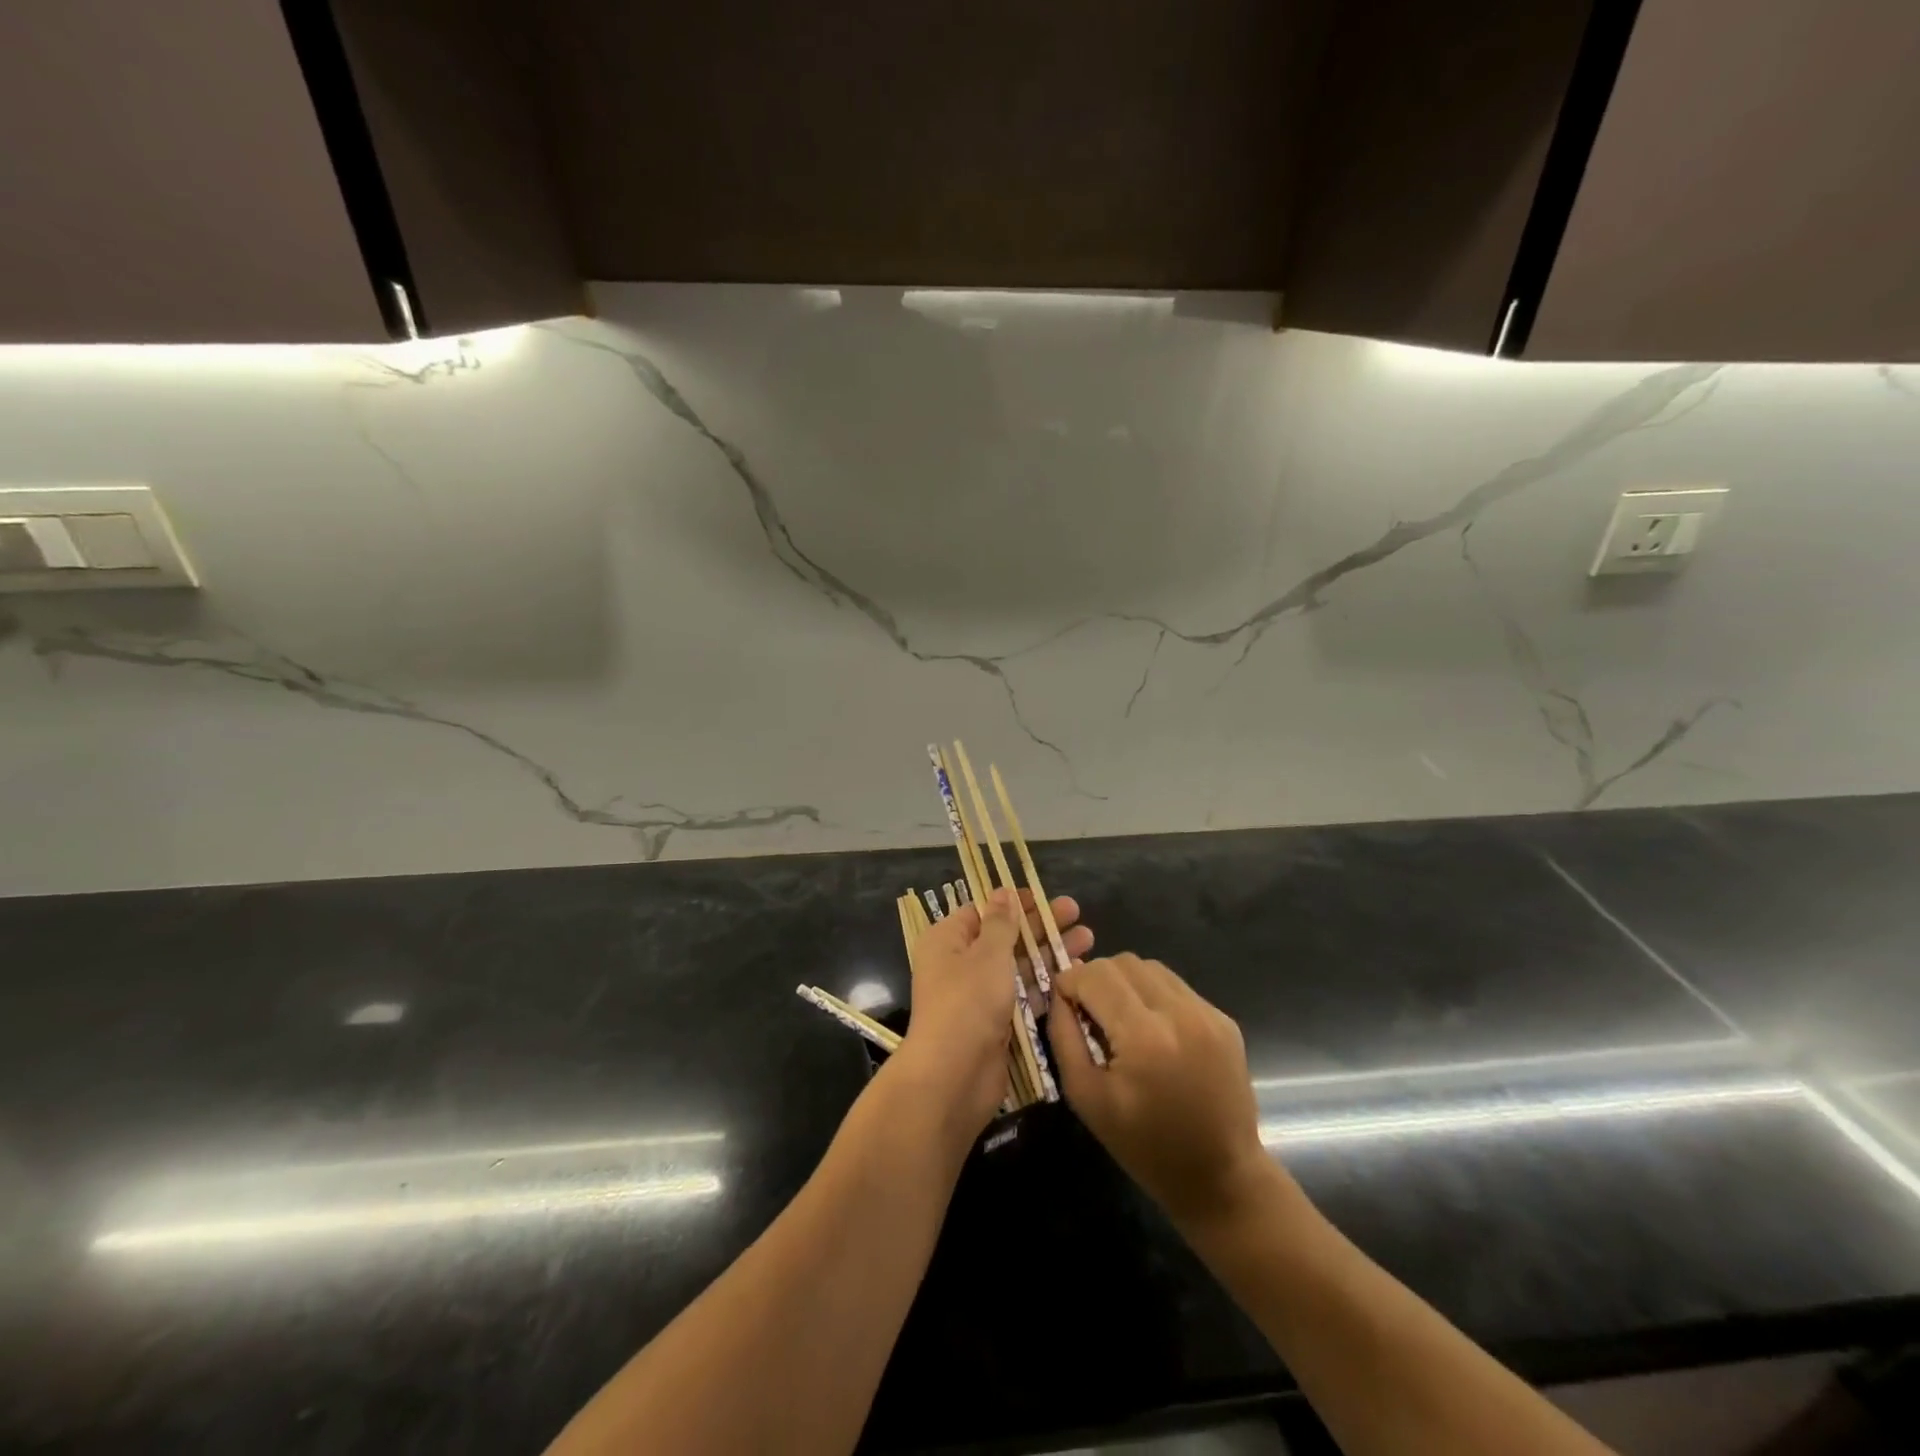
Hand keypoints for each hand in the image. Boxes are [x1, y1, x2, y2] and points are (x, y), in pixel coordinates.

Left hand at [898, 890, 1093, 1135]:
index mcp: (947, 941)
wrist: (954, 1077)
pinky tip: (1077, 975)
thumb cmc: (967, 1002)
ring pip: (1018, 967)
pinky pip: (1022, 996)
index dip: (1012, 903)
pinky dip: (1046, 985)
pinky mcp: (996, 1024)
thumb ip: (1001, 923)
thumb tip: (1003, 892)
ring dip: (1049, 953)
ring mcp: (978, 996)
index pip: (981, 912)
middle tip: (1077, 912)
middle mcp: (960, 964)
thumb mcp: (987, 954)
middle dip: (1040, 926)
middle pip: (1004, 937)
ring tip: (1089, 939)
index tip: (1043, 897)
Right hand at [1048, 954, 1282, 1230]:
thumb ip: (1064, 1037)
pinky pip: (1176, 986)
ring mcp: (1207, 1013)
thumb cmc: (1145, 1146)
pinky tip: (1154, 1032)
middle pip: (1122, 962)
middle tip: (1090, 1013)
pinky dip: (1154, 996)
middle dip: (1096, 979)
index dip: (1070, 983)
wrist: (1220, 1177)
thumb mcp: (1087, 1098)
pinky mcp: (1224, 1019)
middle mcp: (1179, 1013)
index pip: (1094, 975)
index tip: (1065, 1005)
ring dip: (1126, 983)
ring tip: (1122, 1020)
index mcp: (1143, 1036)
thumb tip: (1059, 993)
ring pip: (1150, 967)